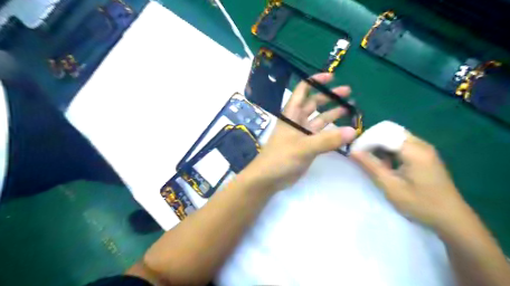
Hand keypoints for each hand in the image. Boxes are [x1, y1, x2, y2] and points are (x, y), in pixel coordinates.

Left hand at [242, 73, 355, 191]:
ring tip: (351, 109)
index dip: (315, 81)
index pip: (302, 91)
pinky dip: (333, 133)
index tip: (331, 77)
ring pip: (320, 120)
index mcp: (292, 114)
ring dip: (334, 114)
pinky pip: (322, 136)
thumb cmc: (280, 158)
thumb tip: (353, 131)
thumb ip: (327, 140)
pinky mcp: (307, 147)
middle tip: (348, 93)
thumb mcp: (303, 147)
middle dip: (330, 97)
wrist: (268, 178)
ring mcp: (303, 134)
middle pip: (314, 104)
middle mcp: (297, 121)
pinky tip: (345, 131)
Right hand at [353, 133, 471, 229]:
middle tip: (361, 154)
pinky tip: (386, 165)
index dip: (366, 140)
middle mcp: (421, 145)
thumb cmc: (420, 203)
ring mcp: (425, 150)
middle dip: (373, 141)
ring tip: (372, 161)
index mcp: (414, 150)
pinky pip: (403, 146)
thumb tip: (353, 151)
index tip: (354, 151)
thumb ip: (370, 166)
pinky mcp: (426, 156)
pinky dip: (390, 151)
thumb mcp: (390, 186)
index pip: (384, 134)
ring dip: (381, 147)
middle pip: (390, 133)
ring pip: (396, 138)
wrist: (452, 219)